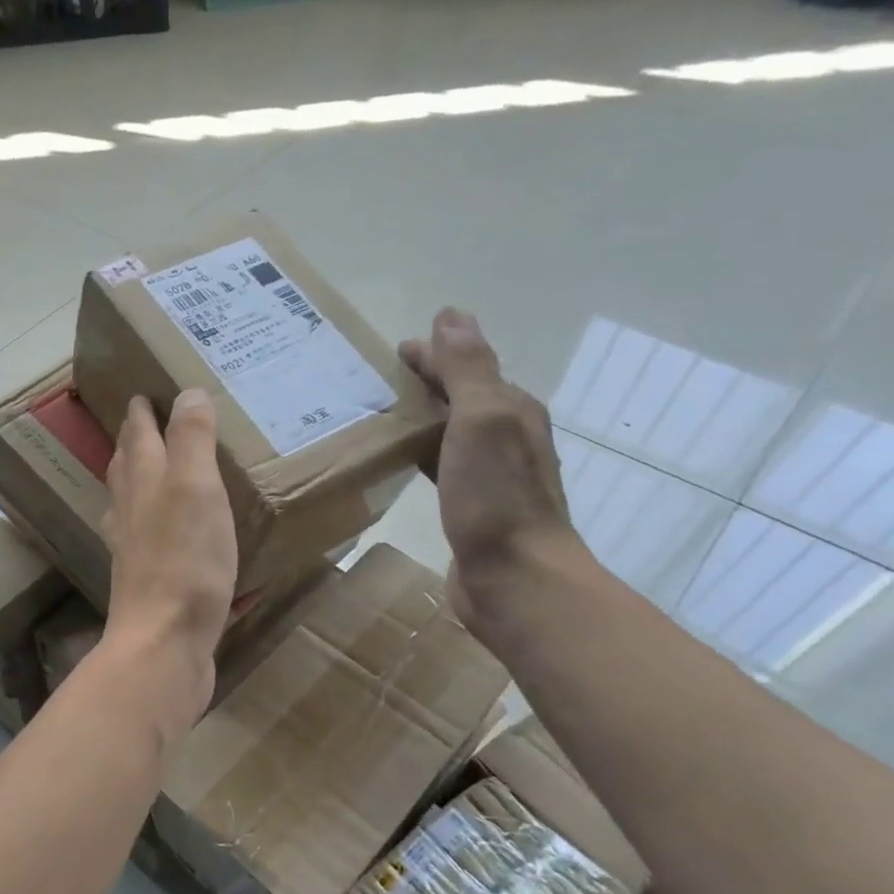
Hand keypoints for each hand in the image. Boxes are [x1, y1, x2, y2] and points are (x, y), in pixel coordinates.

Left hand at [101, 391, 237, 729]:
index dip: (141, 413)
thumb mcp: (196, 488)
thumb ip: (191, 440)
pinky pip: (144, 538)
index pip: (138, 435)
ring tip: (148, 470)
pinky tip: (161, 533)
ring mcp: (133, 550)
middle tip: (142, 422)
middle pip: (126, 467)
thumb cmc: (185, 562)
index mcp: (143, 483)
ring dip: (136, 479)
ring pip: (129, 502)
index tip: (141, 394)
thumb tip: (187, 393)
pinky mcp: (146, 582)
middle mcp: (129, 512)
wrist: (163, 643)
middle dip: (132, 441)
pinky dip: (150, 522)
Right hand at [399, 309, 585, 641]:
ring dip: (423, 418)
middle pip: (462, 397)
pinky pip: (442, 465)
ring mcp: (491, 475)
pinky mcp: (472, 507)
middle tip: (378, 381)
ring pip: (452, 431)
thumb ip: (468, 370)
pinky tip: (402, 462)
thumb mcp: (482, 421)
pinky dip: (422, 453)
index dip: (435, 354)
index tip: (394, 351)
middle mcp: (506, 436)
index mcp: (512, 410)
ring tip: (381, 415)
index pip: (469, 366)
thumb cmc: (495, 497)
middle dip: (427, 383)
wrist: (515, 577)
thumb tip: (452, 316)